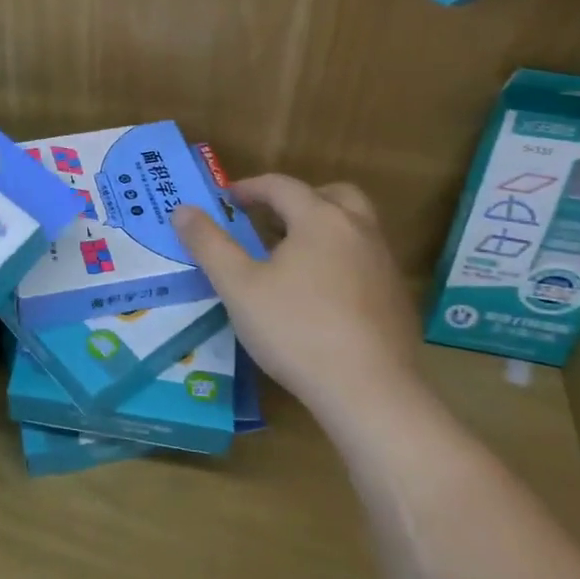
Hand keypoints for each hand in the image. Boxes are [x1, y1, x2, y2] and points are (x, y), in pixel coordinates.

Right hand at [173, 175, 428, 429]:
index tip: (226, 199)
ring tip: (291, 257)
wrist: (371, 392)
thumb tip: (182, 210)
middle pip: (331, 195)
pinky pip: (365, 260)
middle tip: (270, 219)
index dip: (250, 187)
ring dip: (322, 228)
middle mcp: (359, 230)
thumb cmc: (296, 330)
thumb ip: (209, 244)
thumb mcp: (238, 286)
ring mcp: (384, 264)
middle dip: (298, 199)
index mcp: (320, 218)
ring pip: (354, 227)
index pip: (282, 186)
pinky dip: (340, 259)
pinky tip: (320, 295)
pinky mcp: (397, 298)